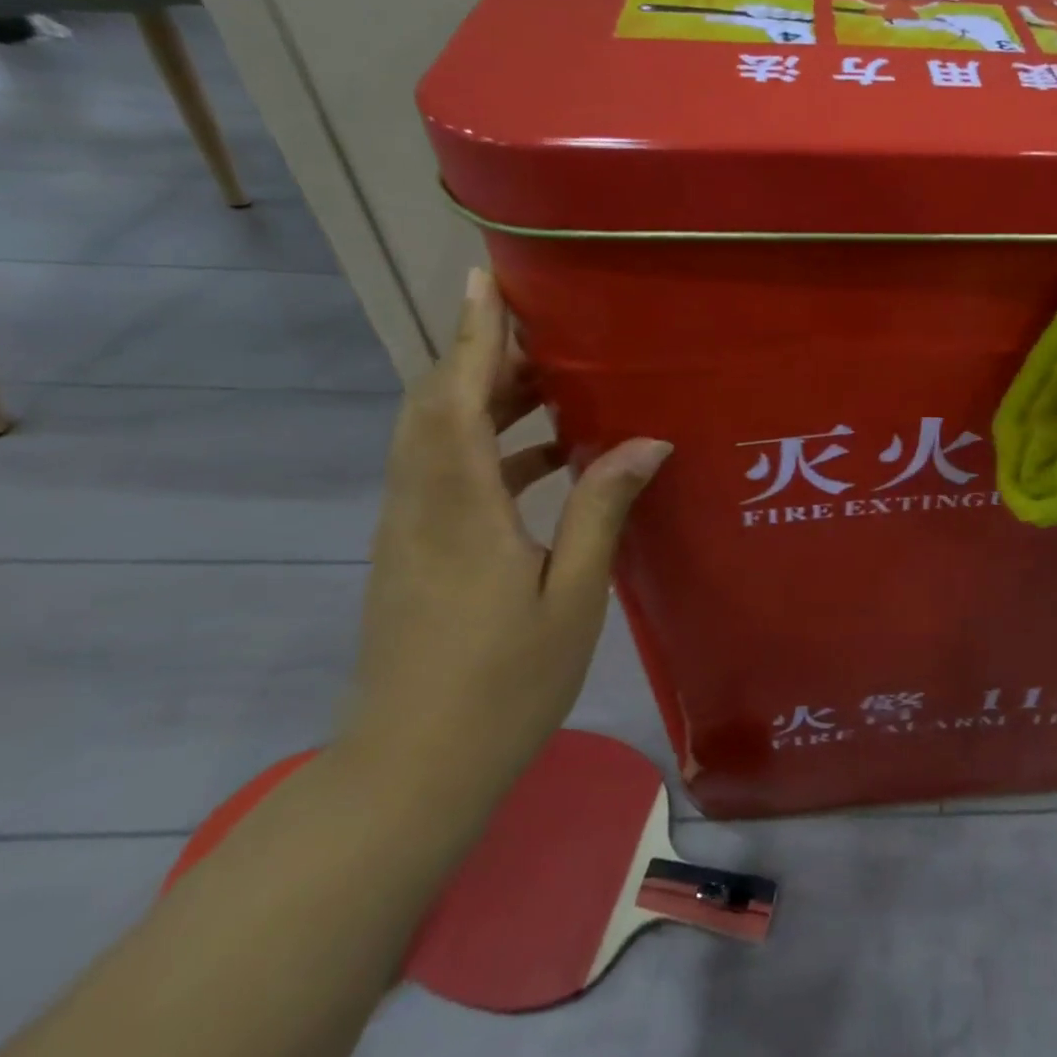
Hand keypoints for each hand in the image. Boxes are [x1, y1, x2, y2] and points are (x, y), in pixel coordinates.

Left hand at [339, 268, 669, 808]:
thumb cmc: (502, 685)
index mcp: (459, 513)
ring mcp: (409, 533)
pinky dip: (487, 447)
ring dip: (484, 400)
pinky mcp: (412, 555)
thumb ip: (602, 510)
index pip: (456, 400)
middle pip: (434, 408)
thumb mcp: (572, 597)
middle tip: (538, 328)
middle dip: (479, 357)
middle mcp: (421, 508)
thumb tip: (647, 442)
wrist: (409, 773)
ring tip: (552, 384)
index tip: (486, 282)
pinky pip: (443, 474)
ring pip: (435, 439)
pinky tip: (546, 461)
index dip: (472, 337)